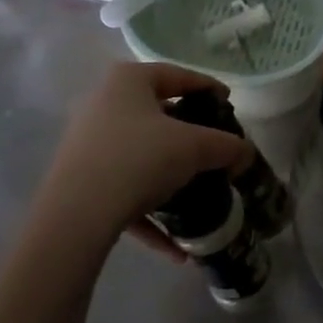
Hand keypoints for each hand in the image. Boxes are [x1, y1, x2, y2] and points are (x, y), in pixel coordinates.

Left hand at [39, 63, 251, 247]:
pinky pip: (125, 191)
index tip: (229, 106)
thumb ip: (227, 146)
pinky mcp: (80, 181)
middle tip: (215, 149)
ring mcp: (88, 144)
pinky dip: (150, 214)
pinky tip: (176, 247)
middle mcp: (103, 104)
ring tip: (198, 193)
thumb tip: (246, 154)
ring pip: (140, 155)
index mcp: (128, 81)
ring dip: (170, 178)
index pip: (178, 75)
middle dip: (189, 135)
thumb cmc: (139, 159)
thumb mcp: (195, 148)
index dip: (209, 88)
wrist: (76, 215)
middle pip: (157, 114)